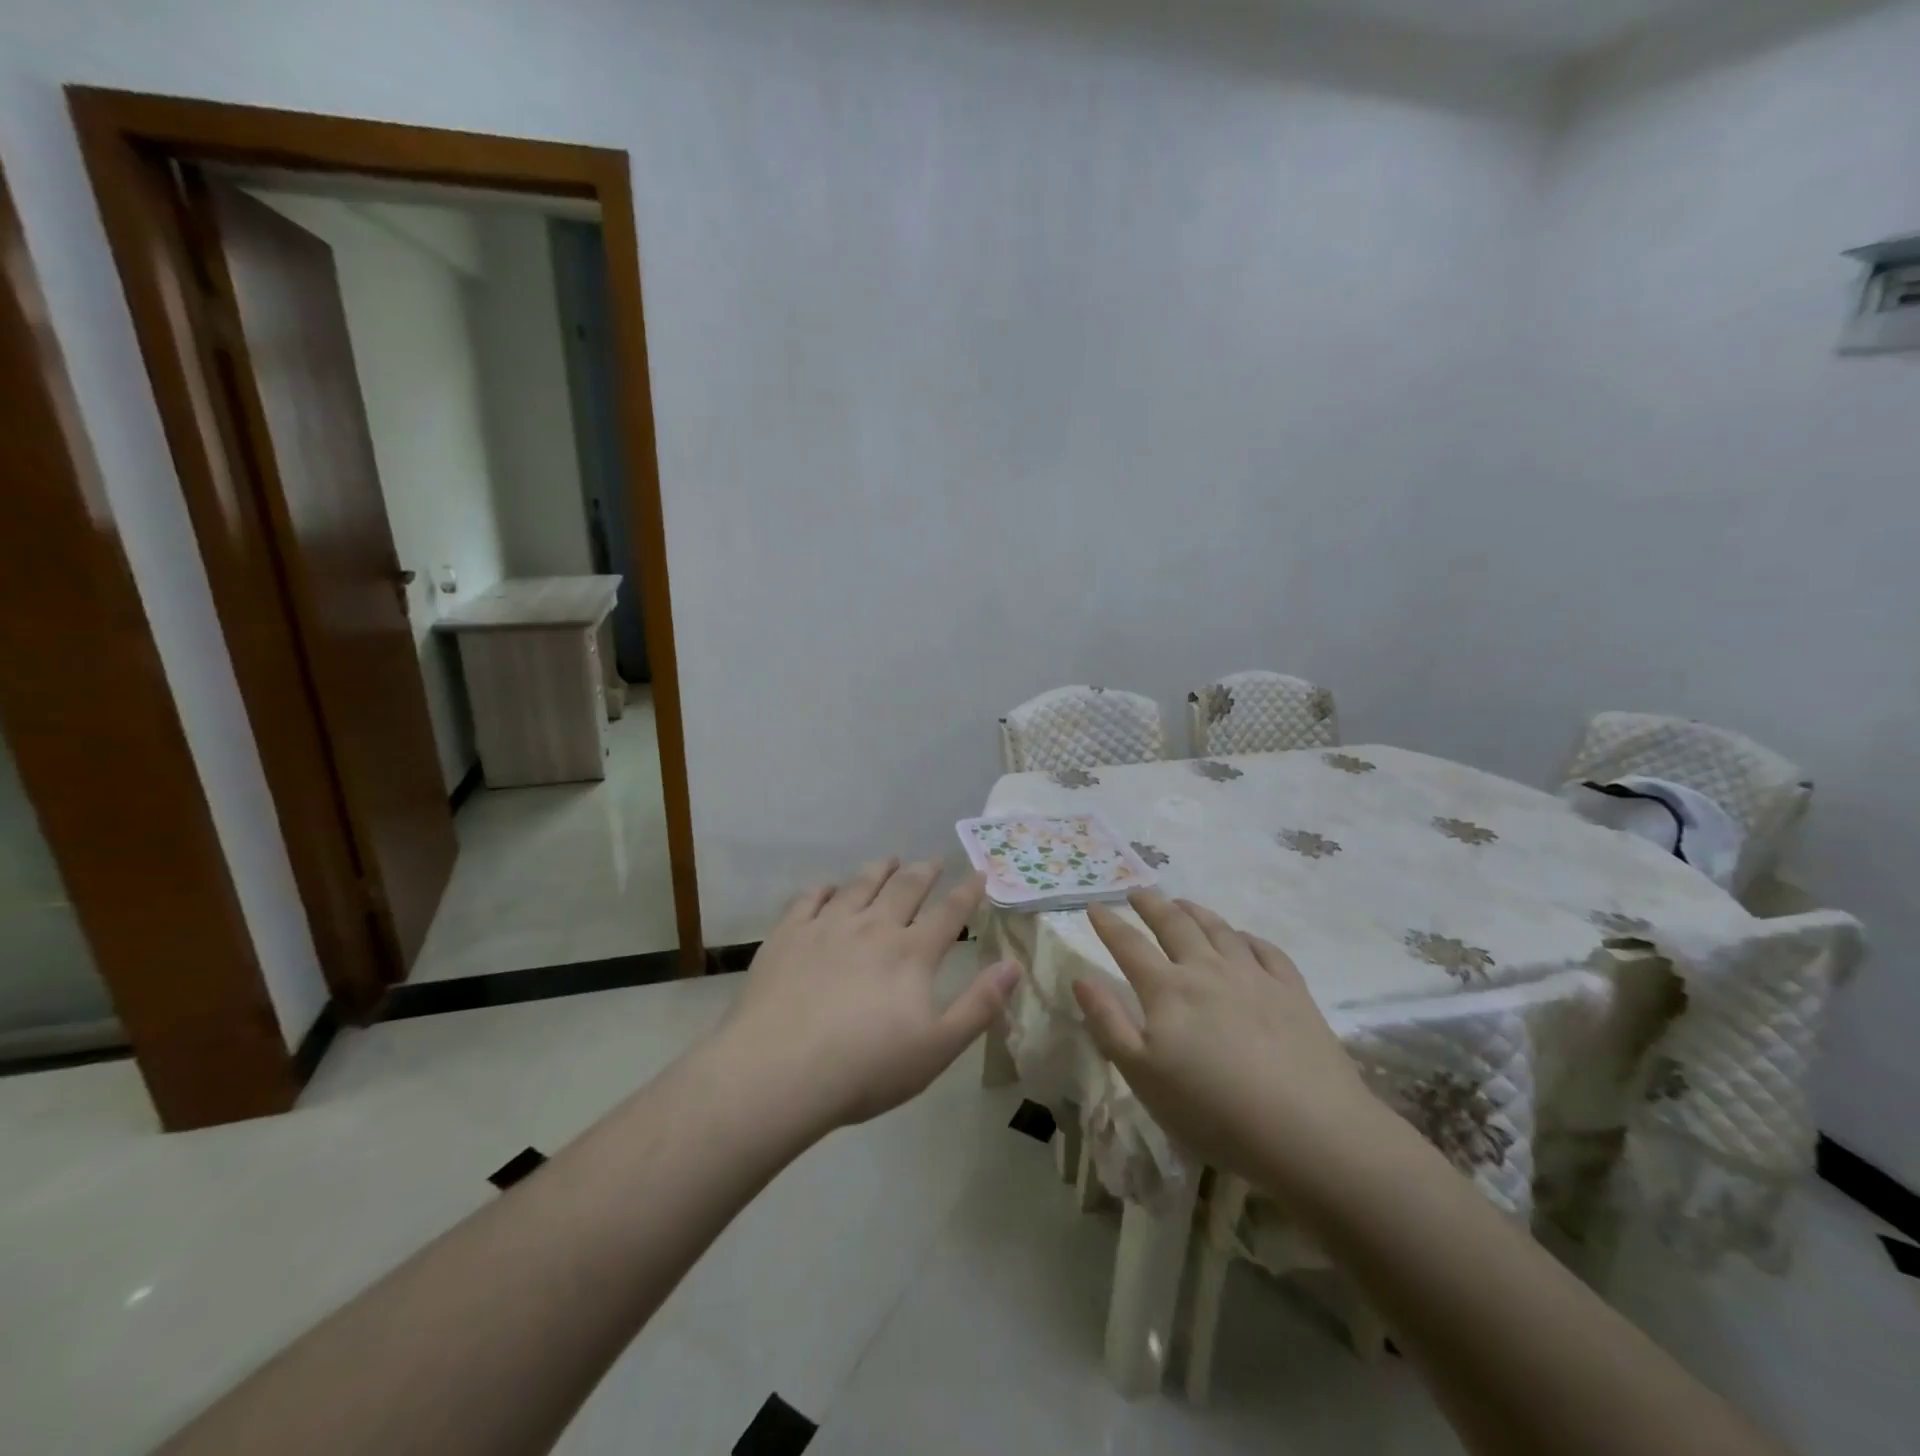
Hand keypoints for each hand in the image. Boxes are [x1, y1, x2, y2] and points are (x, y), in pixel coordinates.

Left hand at [719, 859, 1021, 1132]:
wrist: (780, 1070)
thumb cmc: (866, 1067)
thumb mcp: (938, 1047)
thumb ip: (980, 1005)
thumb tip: (1015, 966)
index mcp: (912, 953)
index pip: (949, 913)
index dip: (968, 892)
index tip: (979, 873)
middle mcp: (873, 927)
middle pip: (905, 888)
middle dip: (924, 871)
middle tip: (934, 859)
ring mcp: (827, 927)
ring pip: (860, 885)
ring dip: (879, 870)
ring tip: (889, 860)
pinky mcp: (788, 935)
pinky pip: (809, 899)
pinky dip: (825, 888)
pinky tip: (828, 888)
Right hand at [1073, 891, 1382, 1187]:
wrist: (1308, 1130)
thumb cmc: (1211, 1109)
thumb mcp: (1142, 1075)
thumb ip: (1108, 1023)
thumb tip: (1081, 978)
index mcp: (1167, 989)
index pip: (1129, 945)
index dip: (1109, 924)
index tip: (1095, 906)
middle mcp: (1207, 970)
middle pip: (1174, 925)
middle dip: (1151, 904)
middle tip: (1137, 891)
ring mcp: (1253, 976)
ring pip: (1218, 929)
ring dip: (1195, 911)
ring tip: (1182, 902)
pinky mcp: (1292, 991)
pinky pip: (1265, 950)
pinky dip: (1247, 937)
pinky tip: (1242, 938)